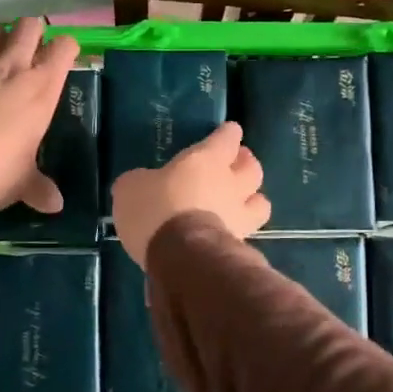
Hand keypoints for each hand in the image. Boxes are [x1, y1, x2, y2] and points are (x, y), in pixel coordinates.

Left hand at [0, 18, 79, 210]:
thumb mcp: (23, 181)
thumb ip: (40, 188)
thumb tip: (56, 206)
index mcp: (42, 88)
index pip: (64, 47)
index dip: (65, 48)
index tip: (62, 58)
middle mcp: (13, 66)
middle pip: (30, 24)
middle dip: (32, 31)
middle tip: (28, 49)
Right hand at [111, 121, 270, 265]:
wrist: (181, 257)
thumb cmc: (156, 210)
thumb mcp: (131, 188)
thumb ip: (141, 181)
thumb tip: (141, 184)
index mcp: (207, 159)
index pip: (227, 137)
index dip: (227, 134)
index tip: (226, 133)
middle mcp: (231, 184)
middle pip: (252, 168)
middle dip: (246, 164)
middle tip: (235, 166)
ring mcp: (240, 216)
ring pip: (261, 202)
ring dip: (253, 199)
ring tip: (242, 202)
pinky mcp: (240, 245)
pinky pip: (248, 232)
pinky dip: (242, 230)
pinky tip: (230, 233)